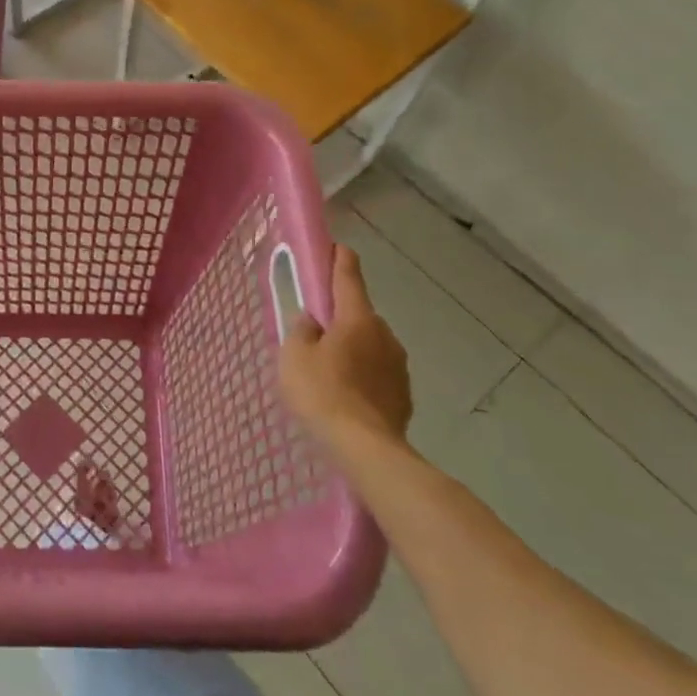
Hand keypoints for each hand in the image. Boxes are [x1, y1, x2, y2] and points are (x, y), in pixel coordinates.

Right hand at [279, 244, 413, 450]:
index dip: (339, 259)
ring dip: (352, 349)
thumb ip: (301, 331)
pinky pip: (377, 373)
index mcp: (357, 318)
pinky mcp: (403, 394)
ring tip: (329, 372)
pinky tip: (346, 395)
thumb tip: (311, 321)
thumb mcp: (293, 356)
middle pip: (358, 315)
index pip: (348, 277)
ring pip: (370, 345)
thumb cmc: (323, 392)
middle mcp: (384, 334)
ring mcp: (398, 365)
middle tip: (315, 332)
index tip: (336, 247)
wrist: (366, 448)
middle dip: (340, 317)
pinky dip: (363, 376)